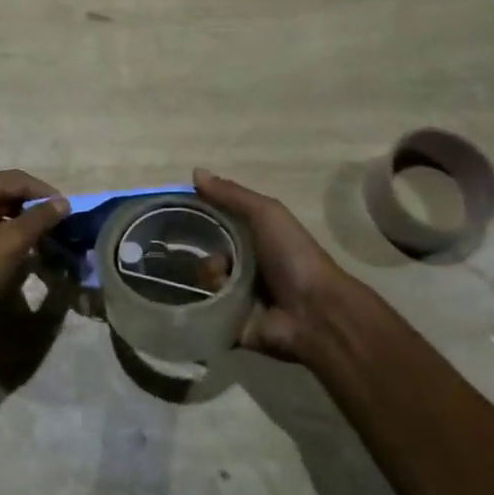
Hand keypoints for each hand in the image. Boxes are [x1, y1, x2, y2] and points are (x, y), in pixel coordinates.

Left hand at [0, 171, 69, 343]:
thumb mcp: (11, 242)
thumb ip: (39, 219)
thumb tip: (62, 202)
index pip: (17, 178)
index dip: (44, 192)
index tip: (66, 210)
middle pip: (3, 190)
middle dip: (30, 205)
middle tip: (54, 224)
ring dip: (17, 219)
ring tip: (39, 237)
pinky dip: (0, 231)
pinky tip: (13, 248)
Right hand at [194, 168, 380, 363]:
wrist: (313, 311)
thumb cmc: (293, 255)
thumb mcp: (266, 214)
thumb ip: (232, 194)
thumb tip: (195, 171)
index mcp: (255, 240)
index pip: (218, 225)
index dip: (201, 218)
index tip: (180, 214)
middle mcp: (245, 266)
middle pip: (207, 253)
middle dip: (206, 253)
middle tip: (218, 259)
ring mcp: (237, 296)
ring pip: (204, 280)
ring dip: (210, 276)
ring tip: (225, 281)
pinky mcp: (229, 323)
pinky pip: (204, 310)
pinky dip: (205, 304)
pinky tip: (214, 300)